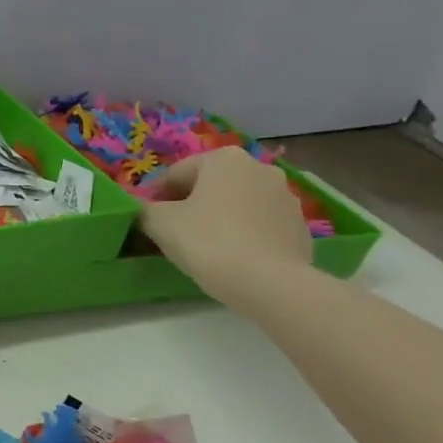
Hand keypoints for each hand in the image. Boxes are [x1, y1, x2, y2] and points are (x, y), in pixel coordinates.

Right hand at [139, 147, 315, 307]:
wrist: (269, 283)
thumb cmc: (208, 241)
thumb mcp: (160, 223)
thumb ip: (144, 210)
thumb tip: (143, 210)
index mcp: (224, 159)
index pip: (176, 174)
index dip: (156, 197)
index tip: (147, 221)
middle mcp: (259, 168)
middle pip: (210, 185)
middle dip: (190, 205)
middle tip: (173, 233)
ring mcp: (286, 197)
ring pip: (237, 204)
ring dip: (218, 218)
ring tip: (203, 247)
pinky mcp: (299, 226)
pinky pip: (259, 225)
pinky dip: (242, 234)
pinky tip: (232, 257)